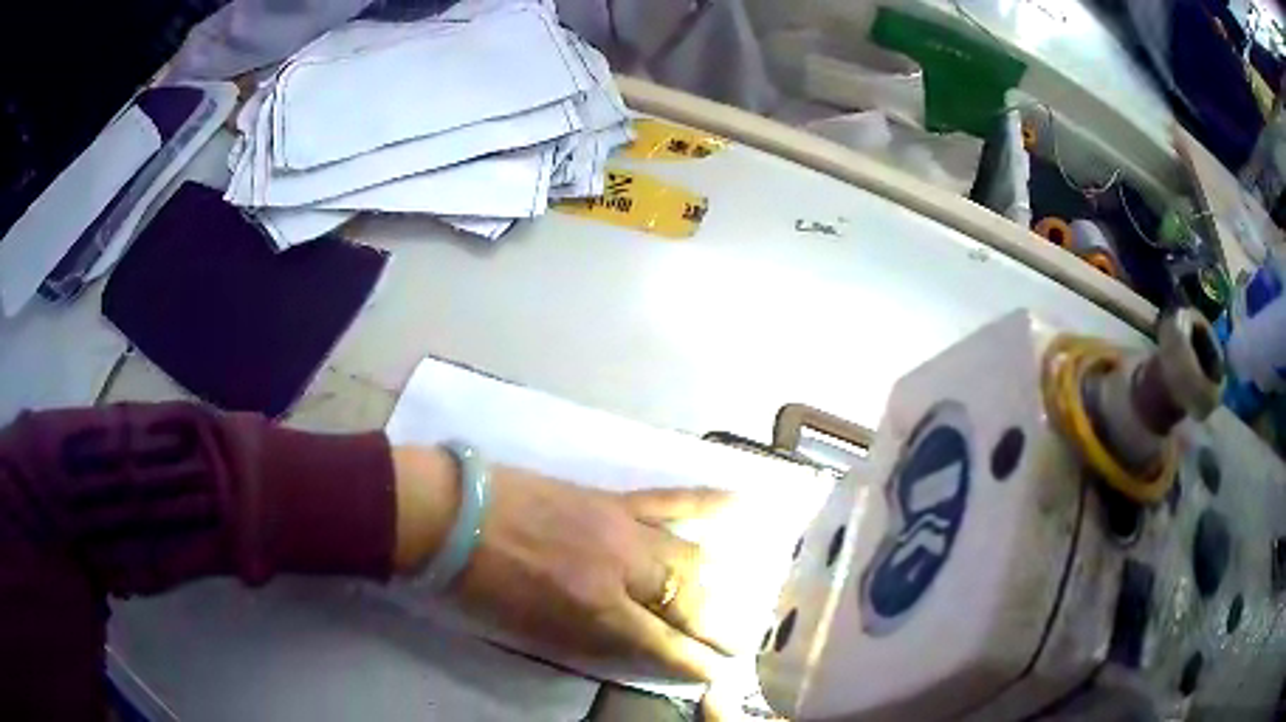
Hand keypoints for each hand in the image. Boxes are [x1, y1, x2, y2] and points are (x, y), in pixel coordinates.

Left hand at [391, 447, 736, 679]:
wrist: (450, 515)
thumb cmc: (479, 586)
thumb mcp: (531, 632)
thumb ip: (588, 643)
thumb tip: (637, 648)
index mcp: (595, 612)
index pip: (664, 645)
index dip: (695, 663)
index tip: (716, 673)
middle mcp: (623, 572)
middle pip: (690, 600)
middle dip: (720, 626)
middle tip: (738, 641)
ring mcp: (622, 529)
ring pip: (692, 557)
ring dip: (722, 582)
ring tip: (743, 597)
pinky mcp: (611, 499)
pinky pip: (671, 499)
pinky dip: (711, 504)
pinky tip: (745, 505)